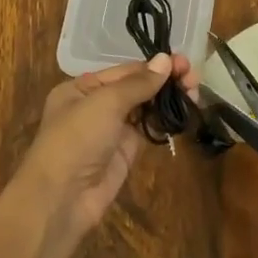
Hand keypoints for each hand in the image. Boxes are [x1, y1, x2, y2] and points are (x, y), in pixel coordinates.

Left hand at [13, 53, 200, 239]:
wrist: (62, 198)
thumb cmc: (77, 139)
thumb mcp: (105, 103)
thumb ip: (138, 83)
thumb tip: (166, 60)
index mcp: (82, 88)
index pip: (125, 70)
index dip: (154, 66)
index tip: (184, 62)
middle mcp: (96, 105)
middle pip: (137, 87)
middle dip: (165, 81)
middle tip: (194, 80)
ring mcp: (112, 129)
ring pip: (145, 108)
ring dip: (168, 99)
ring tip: (195, 94)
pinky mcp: (126, 151)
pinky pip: (148, 129)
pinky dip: (165, 120)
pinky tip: (185, 113)